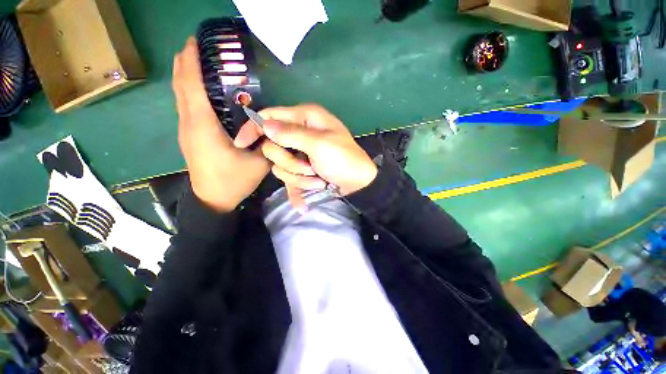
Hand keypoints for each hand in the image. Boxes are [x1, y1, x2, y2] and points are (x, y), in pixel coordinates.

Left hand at [173, 38, 269, 211]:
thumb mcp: (258, 163)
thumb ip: (267, 143)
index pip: (192, 87)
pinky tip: (199, 90)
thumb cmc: (233, 181)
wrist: (212, 200)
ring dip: (185, 76)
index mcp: (204, 127)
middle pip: (181, 87)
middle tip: (196, 46)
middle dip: (184, 63)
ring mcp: (186, 131)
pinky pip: (185, 107)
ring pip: (180, 96)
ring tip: (195, 61)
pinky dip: (188, 92)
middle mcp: (189, 124)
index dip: (191, 62)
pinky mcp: (189, 137)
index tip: (194, 42)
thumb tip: (272, 127)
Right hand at [234, 105, 377, 208]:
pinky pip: (290, 180)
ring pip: (281, 167)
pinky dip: (299, 189)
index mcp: (306, 119)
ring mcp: (301, 154)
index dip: (254, 128)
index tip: (241, 143)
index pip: (270, 117)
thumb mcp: (319, 145)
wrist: (358, 184)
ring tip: (318, 178)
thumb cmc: (344, 160)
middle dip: (291, 163)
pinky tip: (306, 200)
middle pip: (273, 147)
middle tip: (311, 168)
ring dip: (300, 177)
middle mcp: (300, 133)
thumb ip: (291, 134)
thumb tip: (264, 125)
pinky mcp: (303, 170)